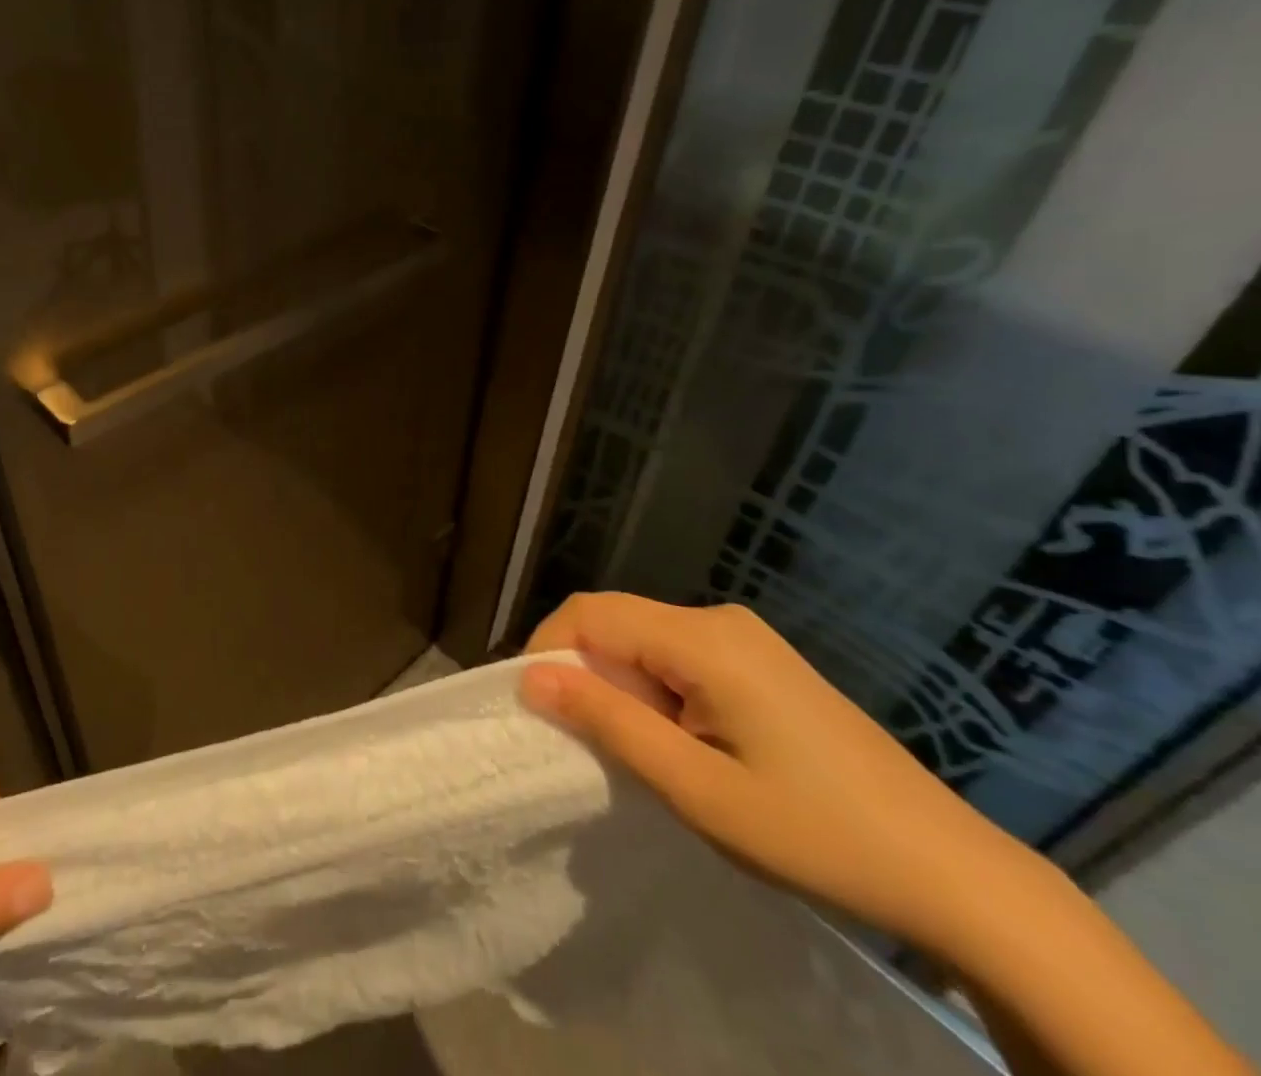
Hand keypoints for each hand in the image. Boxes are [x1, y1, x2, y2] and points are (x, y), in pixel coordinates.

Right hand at [521, 593, 1049, 956]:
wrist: (953, 874)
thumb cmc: (815, 834)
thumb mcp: (696, 788)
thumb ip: (609, 723)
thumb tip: (533, 678)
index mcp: (704, 639)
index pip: (591, 613)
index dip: (549, 650)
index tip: (537, 710)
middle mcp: (721, 620)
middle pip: (617, 622)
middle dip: (584, 672)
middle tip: (585, 743)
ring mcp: (747, 639)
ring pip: (646, 640)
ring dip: (620, 686)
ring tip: (636, 753)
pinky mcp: (762, 663)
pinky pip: (680, 657)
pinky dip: (656, 691)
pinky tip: (681, 744)